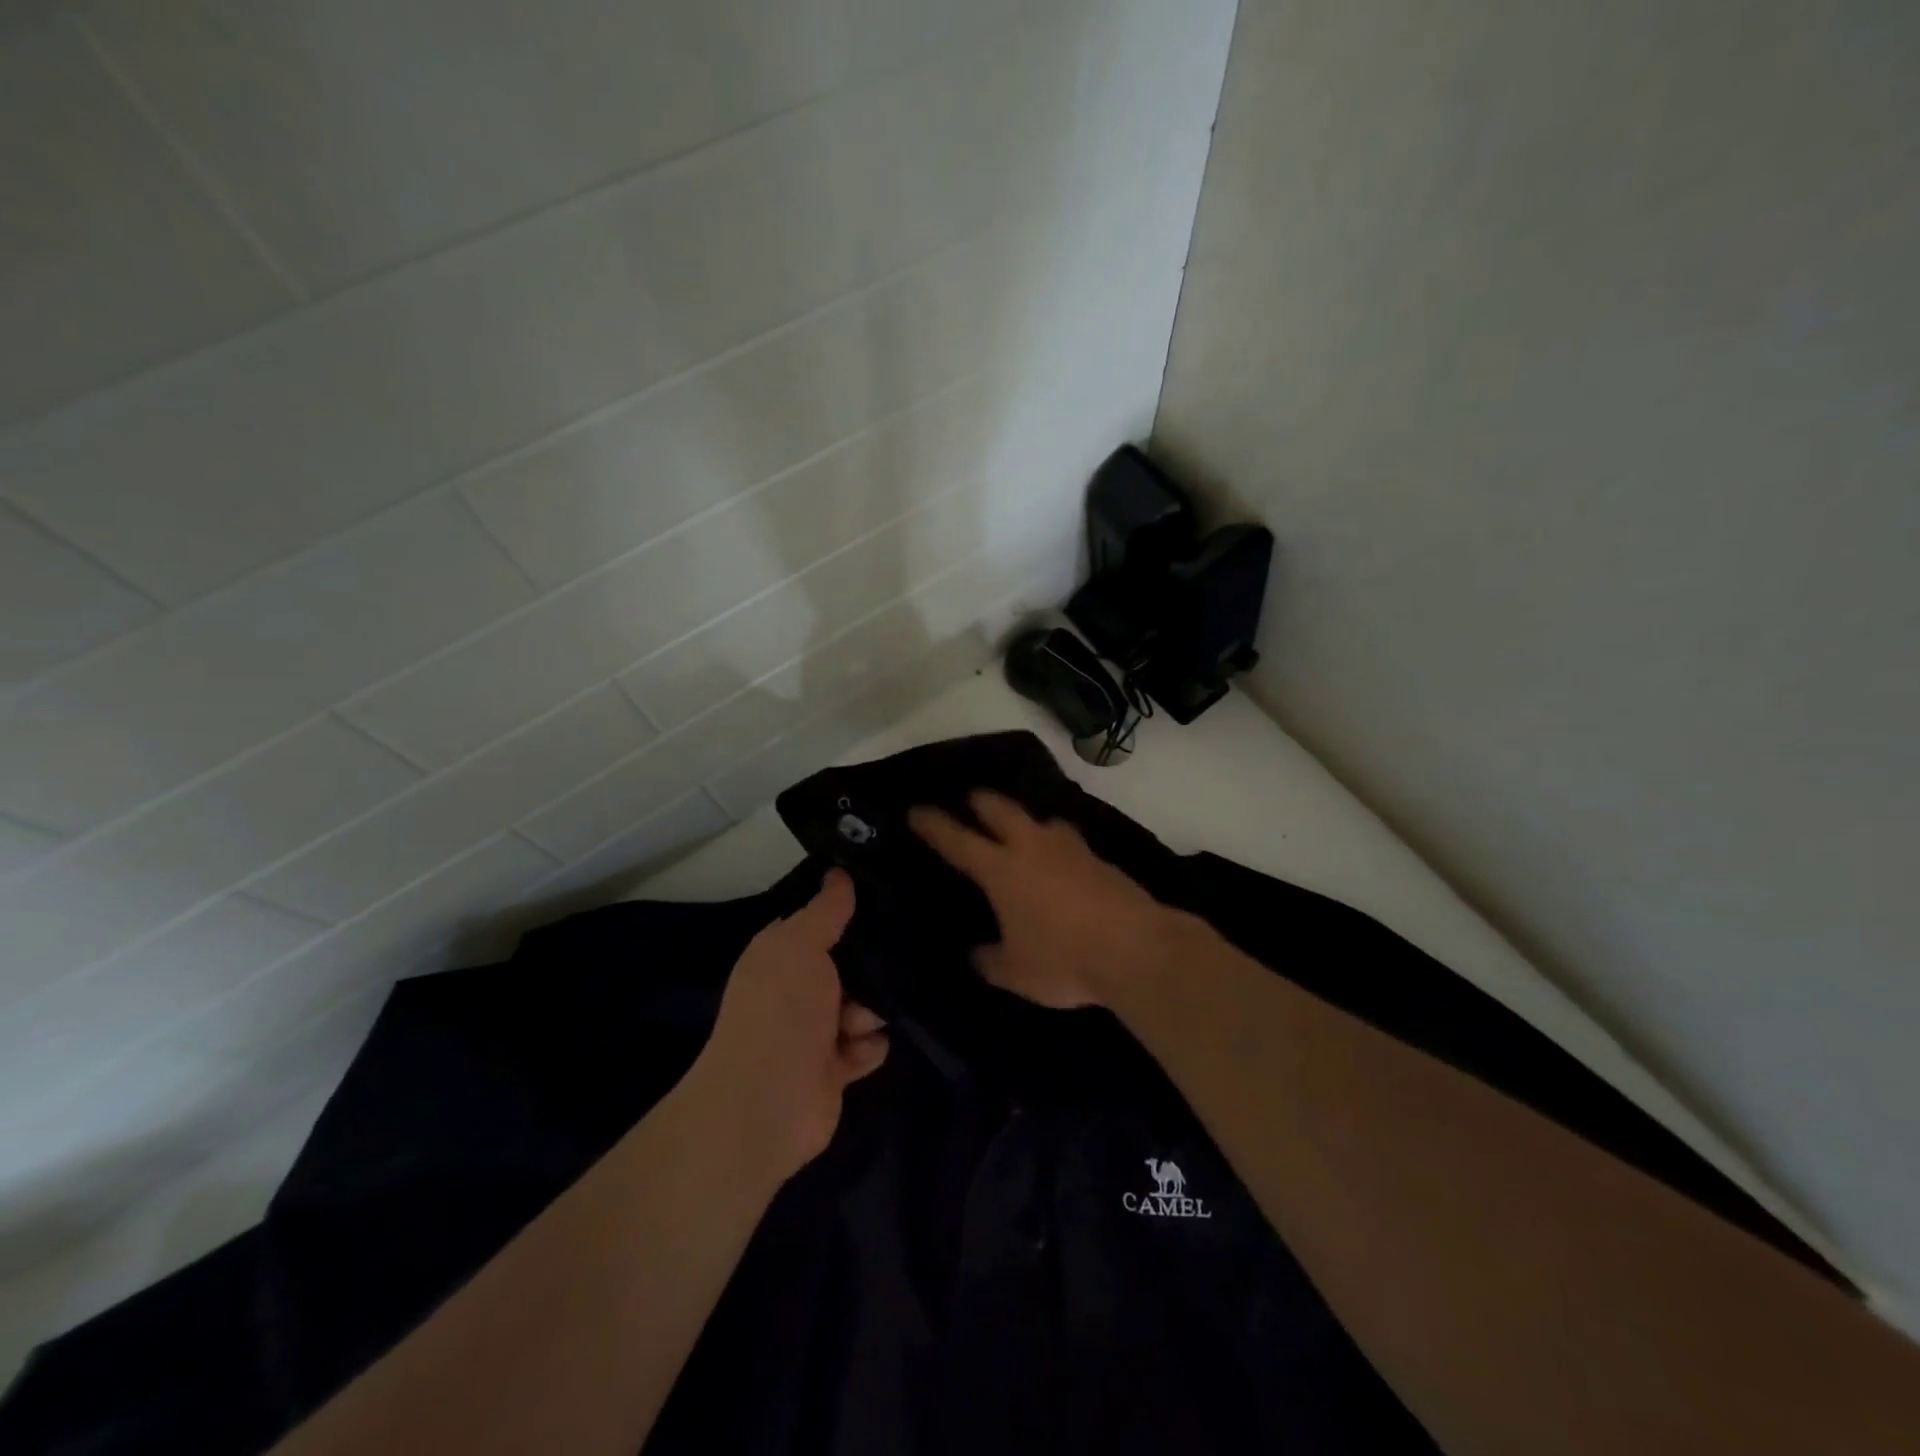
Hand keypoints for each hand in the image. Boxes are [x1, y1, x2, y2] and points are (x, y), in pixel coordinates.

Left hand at [685, 870, 887, 1179]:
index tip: (886, 897)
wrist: (767, 1102)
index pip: (820, 923)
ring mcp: (815, 1032)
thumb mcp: (800, 944)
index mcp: (781, 956)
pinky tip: (862, 1048)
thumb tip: (838, 871)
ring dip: (871, 1011)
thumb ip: (825, 909)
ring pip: (864, 1005)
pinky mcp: (833, 1069)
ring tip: (860, 1022)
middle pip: (849, 965)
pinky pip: (868, 1046)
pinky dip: (869, 1047)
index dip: (848, 912)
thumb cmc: (781, 1010)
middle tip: (890, 962)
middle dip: (871, 966)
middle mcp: (796, 990)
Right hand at [909, 791, 1181, 1008]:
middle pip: (1000, 809)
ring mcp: (1069, 848)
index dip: (933, 824)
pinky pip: (1068, 840)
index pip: (957, 840)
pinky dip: (1055, 843)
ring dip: (1024, 819)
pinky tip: (1059, 860)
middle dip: (981, 802)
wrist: (1137, 949)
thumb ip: (989, 960)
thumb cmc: (1064, 960)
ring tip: (1019, 829)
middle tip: (970, 800)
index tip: (916, 810)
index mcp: (1001, 870)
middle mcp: (1032, 847)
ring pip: (1040, 819)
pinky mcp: (1098, 858)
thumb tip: (976, 954)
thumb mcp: (1015, 973)